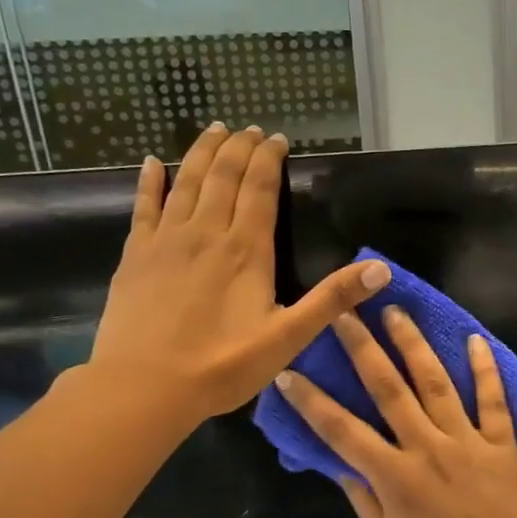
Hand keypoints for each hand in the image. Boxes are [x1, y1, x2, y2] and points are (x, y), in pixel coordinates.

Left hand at [85, 124, 389, 430]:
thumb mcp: (289, 337)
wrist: (144, 387)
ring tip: (213, 129)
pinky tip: (150, 163)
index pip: (260, 190)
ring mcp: (166, 240)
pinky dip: (149, 182)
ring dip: (202, 153)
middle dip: (238, 147)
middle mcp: (206, 233)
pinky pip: (143, 207)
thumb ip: (333, 299)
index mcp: (246, 250)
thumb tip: (381, 268)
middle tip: (250, 129)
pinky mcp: (135, 255)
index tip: (277, 139)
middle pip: (224, 176)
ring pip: (187, 182)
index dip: (269, 160)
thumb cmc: (222, 365)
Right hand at [274, 306, 516, 517]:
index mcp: (394, 477)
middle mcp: (428, 449)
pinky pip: (493, 400)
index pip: (341, 430)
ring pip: (437, 383)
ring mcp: (468, 443)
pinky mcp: (503, 445)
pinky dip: (486, 369)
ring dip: (414, 344)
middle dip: (362, 348)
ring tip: (396, 312)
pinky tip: (476, 339)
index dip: (311, 401)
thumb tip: (337, 462)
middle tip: (344, 313)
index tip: (289, 371)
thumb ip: (363, 499)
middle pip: (389, 389)